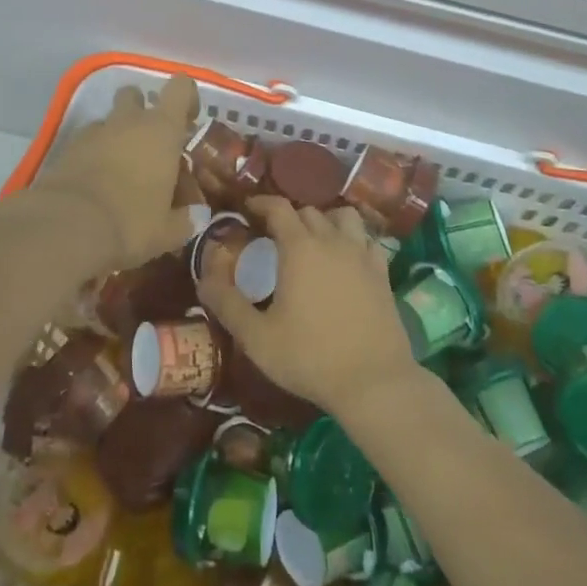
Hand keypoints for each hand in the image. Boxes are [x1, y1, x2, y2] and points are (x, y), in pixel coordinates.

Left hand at [30, 75, 201, 270]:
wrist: (66, 228)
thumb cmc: (130, 222)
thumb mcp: (167, 231)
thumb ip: (185, 219)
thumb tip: (195, 215)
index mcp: (162, 130)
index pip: (180, 88)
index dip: (186, 97)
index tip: (189, 122)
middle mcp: (128, 121)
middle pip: (135, 95)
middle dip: (142, 112)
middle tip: (150, 145)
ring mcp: (94, 132)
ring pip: (108, 119)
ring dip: (116, 135)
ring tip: (121, 169)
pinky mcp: (66, 149)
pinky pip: (86, 141)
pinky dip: (93, 153)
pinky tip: (95, 182)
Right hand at [197, 195, 416, 417]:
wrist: (373, 382)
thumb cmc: (310, 357)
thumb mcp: (257, 337)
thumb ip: (227, 303)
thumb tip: (203, 277)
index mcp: (300, 247)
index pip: (278, 207)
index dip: (261, 203)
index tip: (248, 210)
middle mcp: (331, 240)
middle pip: (308, 211)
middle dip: (289, 216)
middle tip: (275, 236)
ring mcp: (361, 254)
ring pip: (343, 217)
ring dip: (325, 220)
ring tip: (314, 240)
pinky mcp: (383, 272)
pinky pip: (367, 240)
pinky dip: (354, 239)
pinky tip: (347, 257)